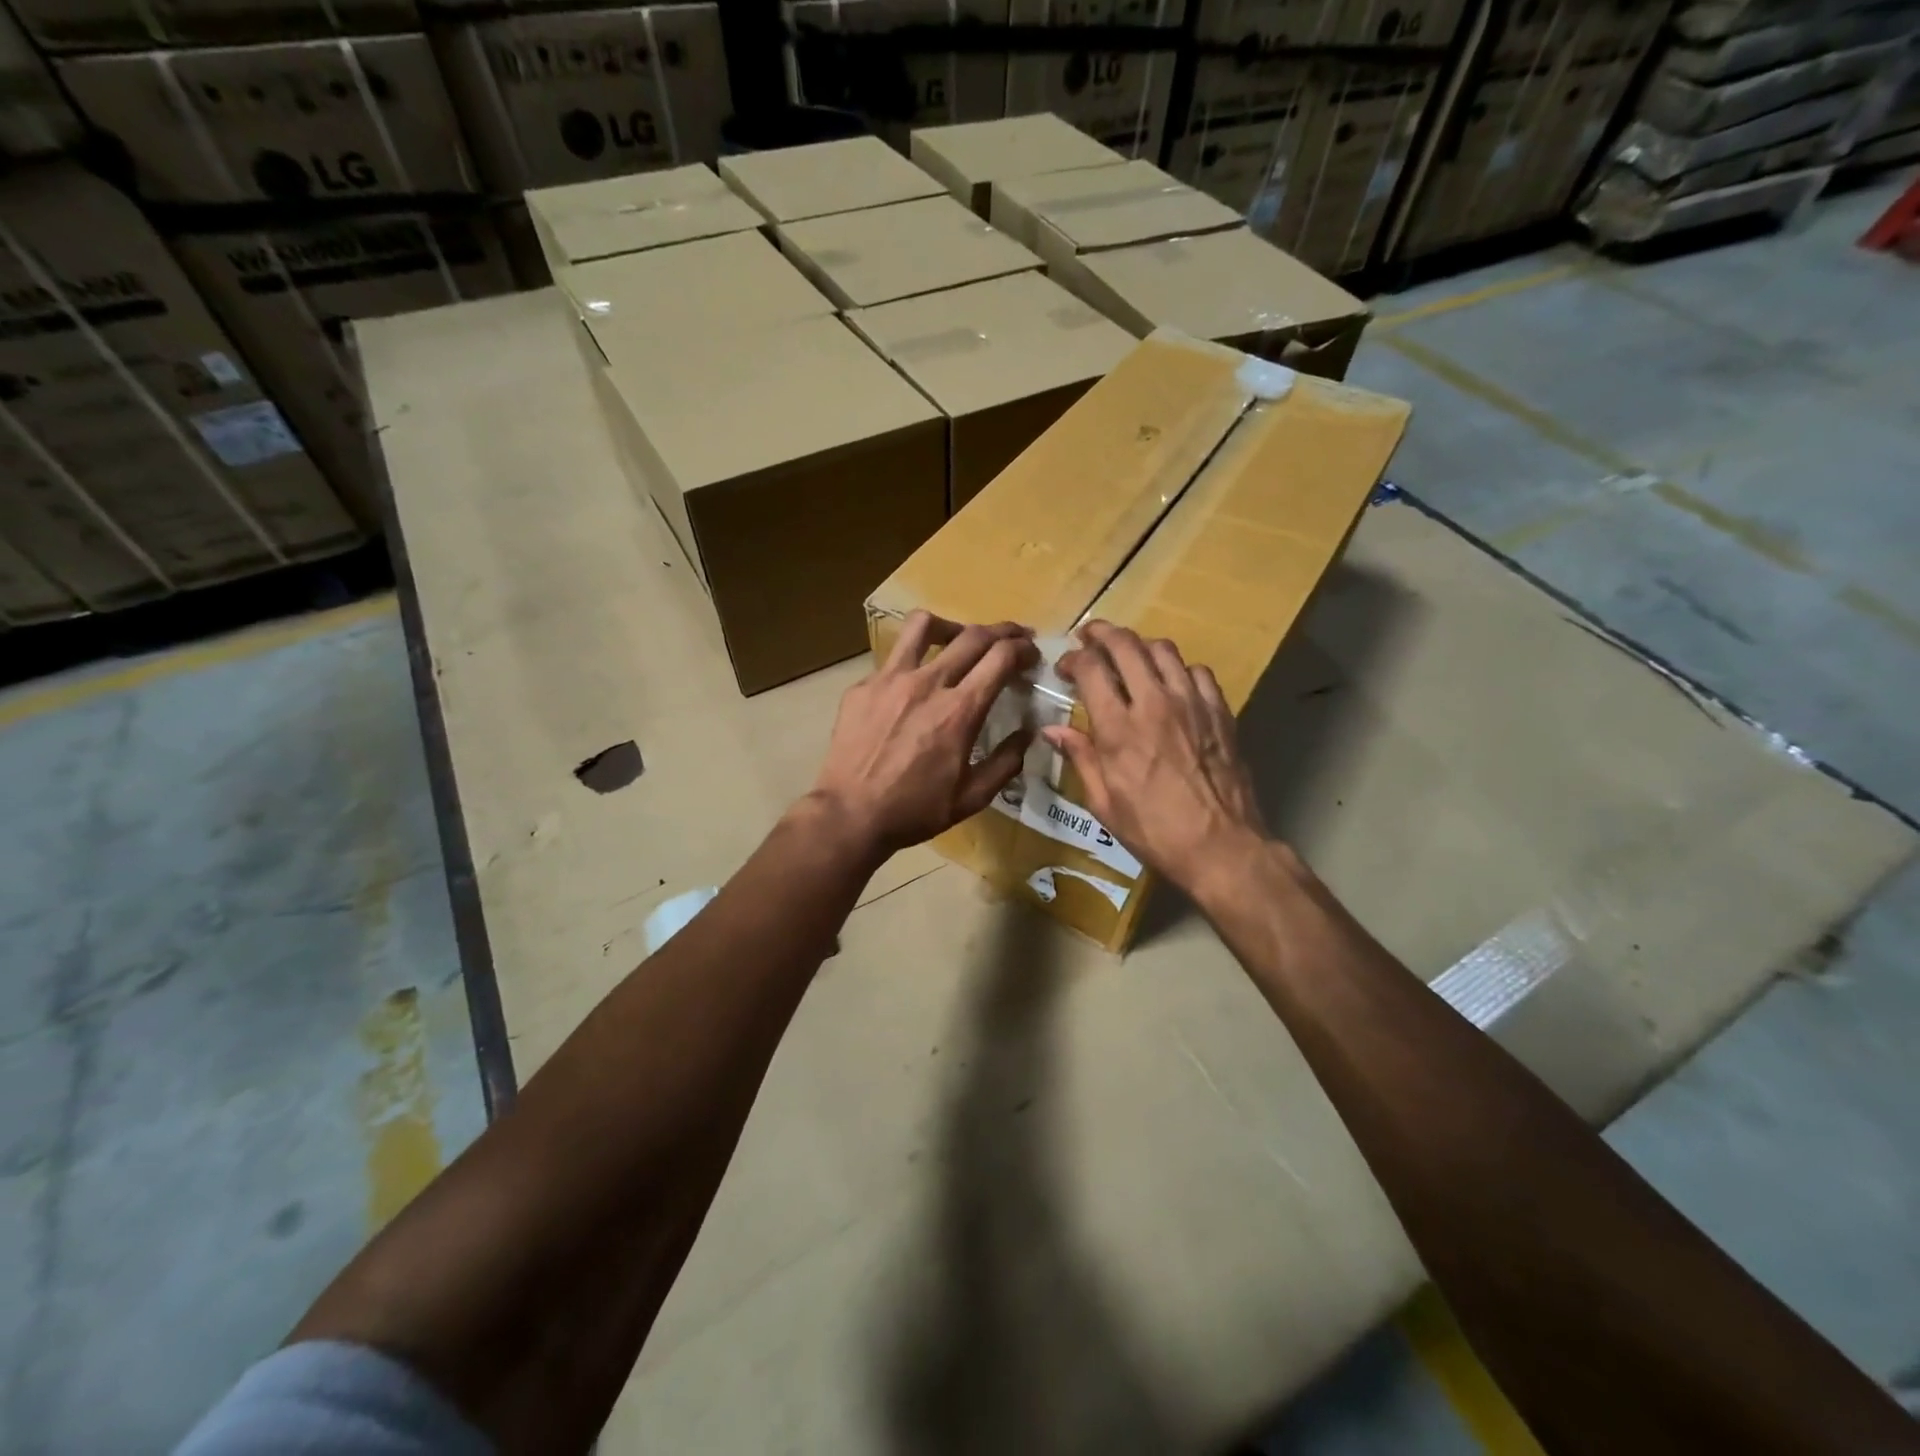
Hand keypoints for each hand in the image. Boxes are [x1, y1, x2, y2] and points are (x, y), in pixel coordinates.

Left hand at [810, 612, 1037, 859]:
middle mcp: (927, 683)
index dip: (1023, 649)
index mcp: (959, 711)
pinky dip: (914, 662)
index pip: (1000, 657)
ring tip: (958, 639)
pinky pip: (893, 659)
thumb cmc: (915, 810)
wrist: (850, 815)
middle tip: (1013, 638)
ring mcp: (889, 679)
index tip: (1031, 654)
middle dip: (1002, 631)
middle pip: (972, 635)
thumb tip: (1029, 733)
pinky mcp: (862, 687)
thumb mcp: (972, 797)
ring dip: (951, 626)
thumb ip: (1006, 762)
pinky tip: (914, 684)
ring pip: (923, 625)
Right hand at [1045, 621, 1268, 899]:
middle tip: (1090, 637)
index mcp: (1119, 728)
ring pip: (1163, 649)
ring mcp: (1192, 703)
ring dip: (1139, 645)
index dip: (1073, 658)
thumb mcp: (1103, 802)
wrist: (1221, 846)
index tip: (1065, 667)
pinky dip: (1178, 668)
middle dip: (1101, 633)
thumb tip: (1051, 729)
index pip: (1091, 667)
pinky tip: (1171, 683)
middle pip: (1126, 644)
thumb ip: (1080, 757)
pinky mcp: (1220, 711)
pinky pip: (1198, 671)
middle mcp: (1154, 703)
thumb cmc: (1153, 831)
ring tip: (1129, 656)